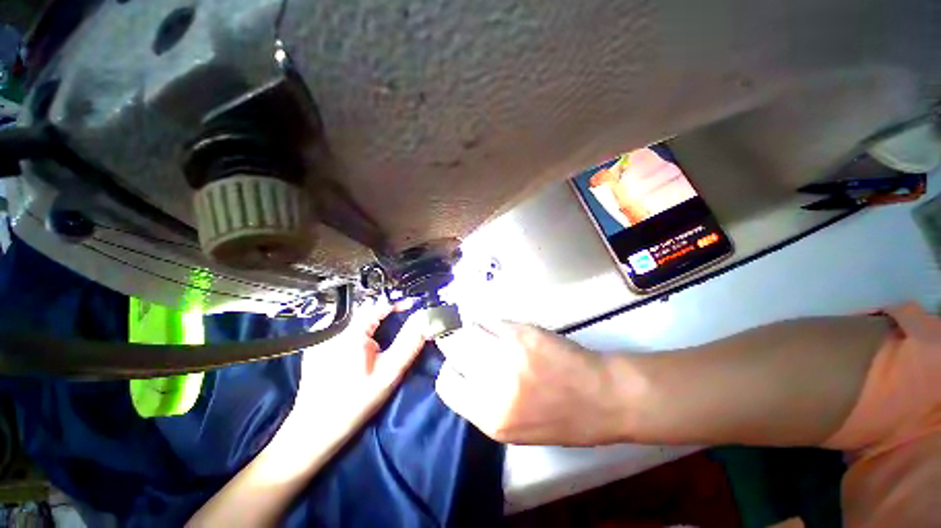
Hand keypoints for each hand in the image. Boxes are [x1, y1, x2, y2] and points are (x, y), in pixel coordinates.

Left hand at [187, 302, 427, 527]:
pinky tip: (363, 342)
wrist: (313, 432)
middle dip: (386, 310)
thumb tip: (425, 319)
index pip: (378, 303)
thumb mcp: (388, 374)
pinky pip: (342, 325)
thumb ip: (409, 343)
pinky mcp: (316, 344)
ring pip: (354, 315)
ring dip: (372, 317)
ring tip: (387, 327)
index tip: (413, 306)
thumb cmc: (354, 404)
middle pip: (365, 307)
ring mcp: (321, 335)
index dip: (398, 302)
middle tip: (403, 318)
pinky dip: (358, 326)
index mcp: (349, 332)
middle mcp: (332, 327)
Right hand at [434, 320, 624, 445]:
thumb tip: (464, 376)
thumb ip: (484, 404)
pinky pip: (492, 321)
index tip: (459, 365)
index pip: (447, 386)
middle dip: (456, 345)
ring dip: (472, 330)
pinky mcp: (522, 333)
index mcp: (491, 417)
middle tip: (467, 344)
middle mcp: (494, 384)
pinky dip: (491, 323)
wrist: (604, 397)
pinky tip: (501, 329)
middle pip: (454, 350)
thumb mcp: (516, 429)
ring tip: (483, 334)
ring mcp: (508, 354)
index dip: (450, 371)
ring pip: (469, 330)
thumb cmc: (564, 420)